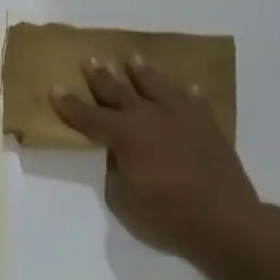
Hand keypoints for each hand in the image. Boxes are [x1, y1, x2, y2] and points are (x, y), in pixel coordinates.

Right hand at [50, 56, 268, 261]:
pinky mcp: (208, 125)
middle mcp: (149, 116)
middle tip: (90, 58)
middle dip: (101, 76)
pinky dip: (188, 94)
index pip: (88, 116)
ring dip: (142, 72)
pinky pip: (195, 102)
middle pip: (119, 91)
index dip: (69, 103)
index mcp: (124, 134)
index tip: (55, 87)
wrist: (224, 220)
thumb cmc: (165, 215)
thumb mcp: (122, 198)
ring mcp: (181, 117)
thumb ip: (115, 169)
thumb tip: (119, 154)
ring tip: (133, 58)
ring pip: (157, 85)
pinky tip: (187, 88)